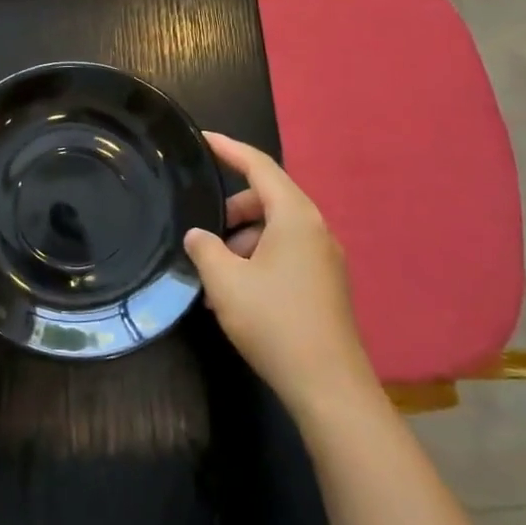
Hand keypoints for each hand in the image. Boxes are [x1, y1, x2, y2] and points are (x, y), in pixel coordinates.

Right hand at [184, 132, 378, 415]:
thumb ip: (204, 248)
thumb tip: (198, 236)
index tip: (202, 139)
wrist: (328, 385)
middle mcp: (315, 230)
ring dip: (242, 240)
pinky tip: (234, 293)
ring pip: (275, 230)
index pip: (259, 167)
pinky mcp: (324, 285)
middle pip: (268, 198)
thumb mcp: (225, 281)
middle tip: (202, 229)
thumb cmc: (274, 321)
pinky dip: (257, 260)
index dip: (229, 149)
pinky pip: (285, 254)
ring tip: (213, 273)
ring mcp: (324, 259)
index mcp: (295, 218)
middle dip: (232, 208)